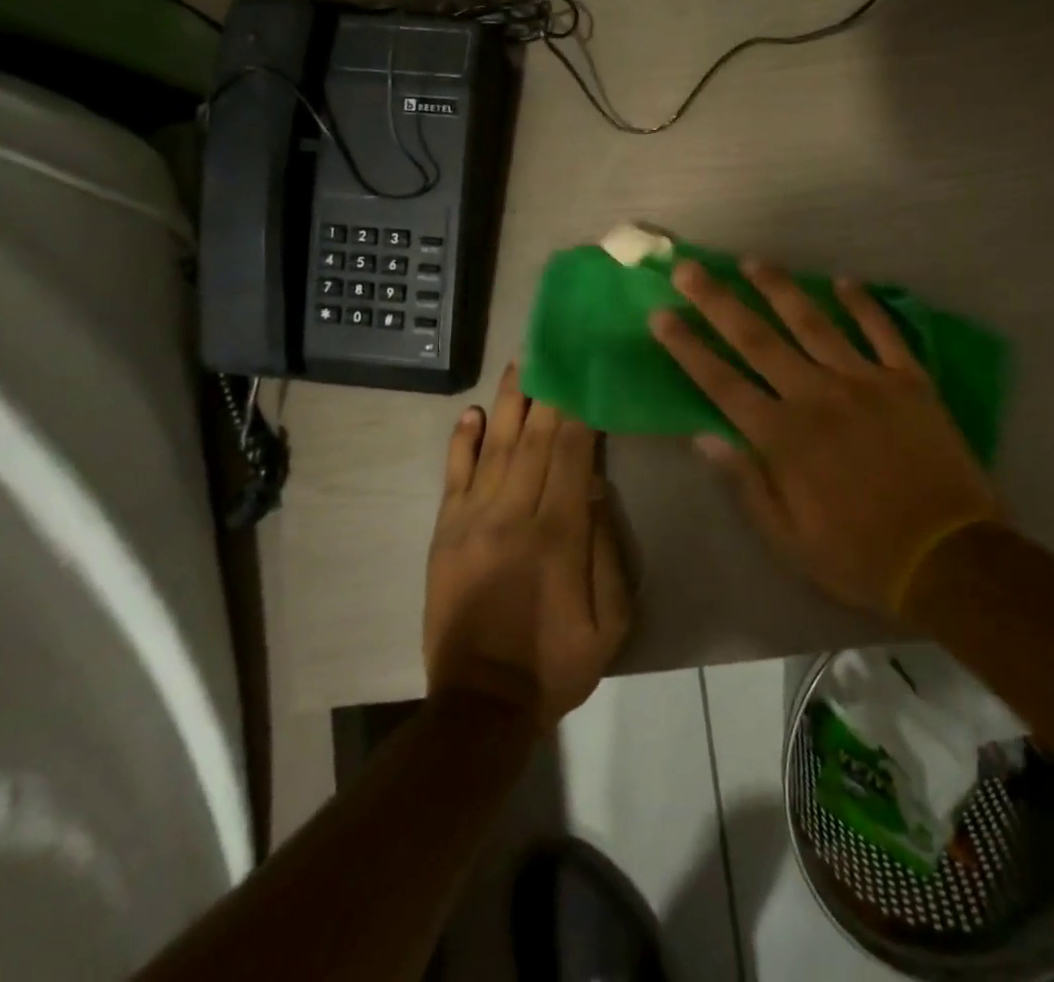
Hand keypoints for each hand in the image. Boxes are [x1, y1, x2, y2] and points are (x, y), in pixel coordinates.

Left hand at [424, 365, 632, 726]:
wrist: (480, 705)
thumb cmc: (556, 663)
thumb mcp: (609, 621)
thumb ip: (605, 549)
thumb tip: (596, 488)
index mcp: (557, 534)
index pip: (573, 454)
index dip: (582, 410)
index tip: (590, 373)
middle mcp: (513, 515)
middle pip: (536, 439)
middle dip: (550, 390)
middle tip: (556, 348)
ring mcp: (472, 521)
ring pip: (497, 446)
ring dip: (510, 401)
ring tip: (520, 361)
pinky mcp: (444, 534)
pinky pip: (454, 476)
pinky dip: (463, 441)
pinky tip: (474, 412)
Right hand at [650, 259, 1002, 616]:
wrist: (948, 557)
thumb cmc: (860, 554)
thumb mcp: (789, 538)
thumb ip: (747, 482)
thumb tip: (705, 437)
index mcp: (784, 437)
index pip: (722, 382)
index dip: (688, 347)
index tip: (662, 315)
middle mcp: (818, 395)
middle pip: (758, 339)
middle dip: (718, 301)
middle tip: (689, 269)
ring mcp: (866, 381)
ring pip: (814, 322)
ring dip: (779, 289)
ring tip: (753, 261)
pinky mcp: (909, 379)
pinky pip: (882, 330)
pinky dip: (863, 303)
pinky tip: (844, 280)